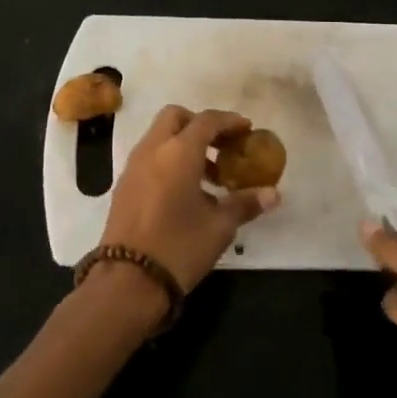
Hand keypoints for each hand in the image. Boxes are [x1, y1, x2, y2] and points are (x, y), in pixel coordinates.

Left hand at [101, 105, 279, 293]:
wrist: (127, 280)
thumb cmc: (179, 247)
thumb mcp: (219, 227)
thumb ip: (245, 203)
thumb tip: (272, 194)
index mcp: (178, 152)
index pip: (207, 120)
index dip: (229, 121)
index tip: (246, 129)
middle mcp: (153, 149)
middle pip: (176, 117)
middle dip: (200, 124)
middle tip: (222, 146)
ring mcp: (134, 166)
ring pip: (160, 136)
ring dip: (184, 143)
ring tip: (210, 176)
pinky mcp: (124, 185)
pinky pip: (149, 156)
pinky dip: (168, 159)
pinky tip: (186, 191)